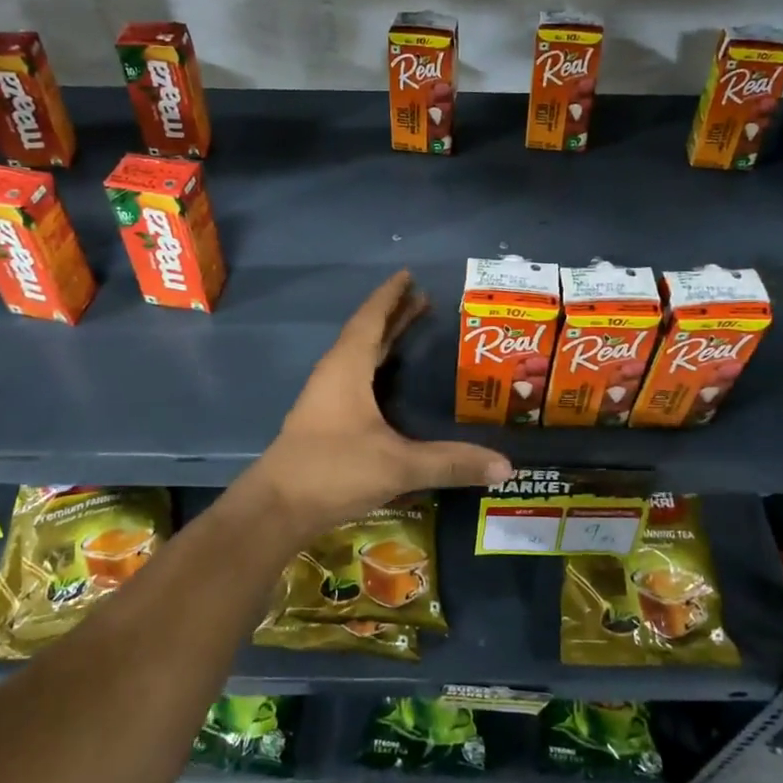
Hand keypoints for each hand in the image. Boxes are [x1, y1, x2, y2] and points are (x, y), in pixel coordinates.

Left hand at [246, 271, 510, 540]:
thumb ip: (451, 463)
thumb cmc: (333, 470)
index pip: (371, 319)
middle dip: (394, 316)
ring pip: (358, 357)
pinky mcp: (324, 420)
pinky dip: (375, 367)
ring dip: (384, 341)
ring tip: (411, 331)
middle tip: (425, 300)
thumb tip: (505, 465)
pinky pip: (354, 378)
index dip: (390, 296)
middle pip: (367, 333)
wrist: (277, 508)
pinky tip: (388, 382)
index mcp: (347, 367)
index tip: (408, 275)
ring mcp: (325, 398)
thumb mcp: (398, 465)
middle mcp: (334, 374)